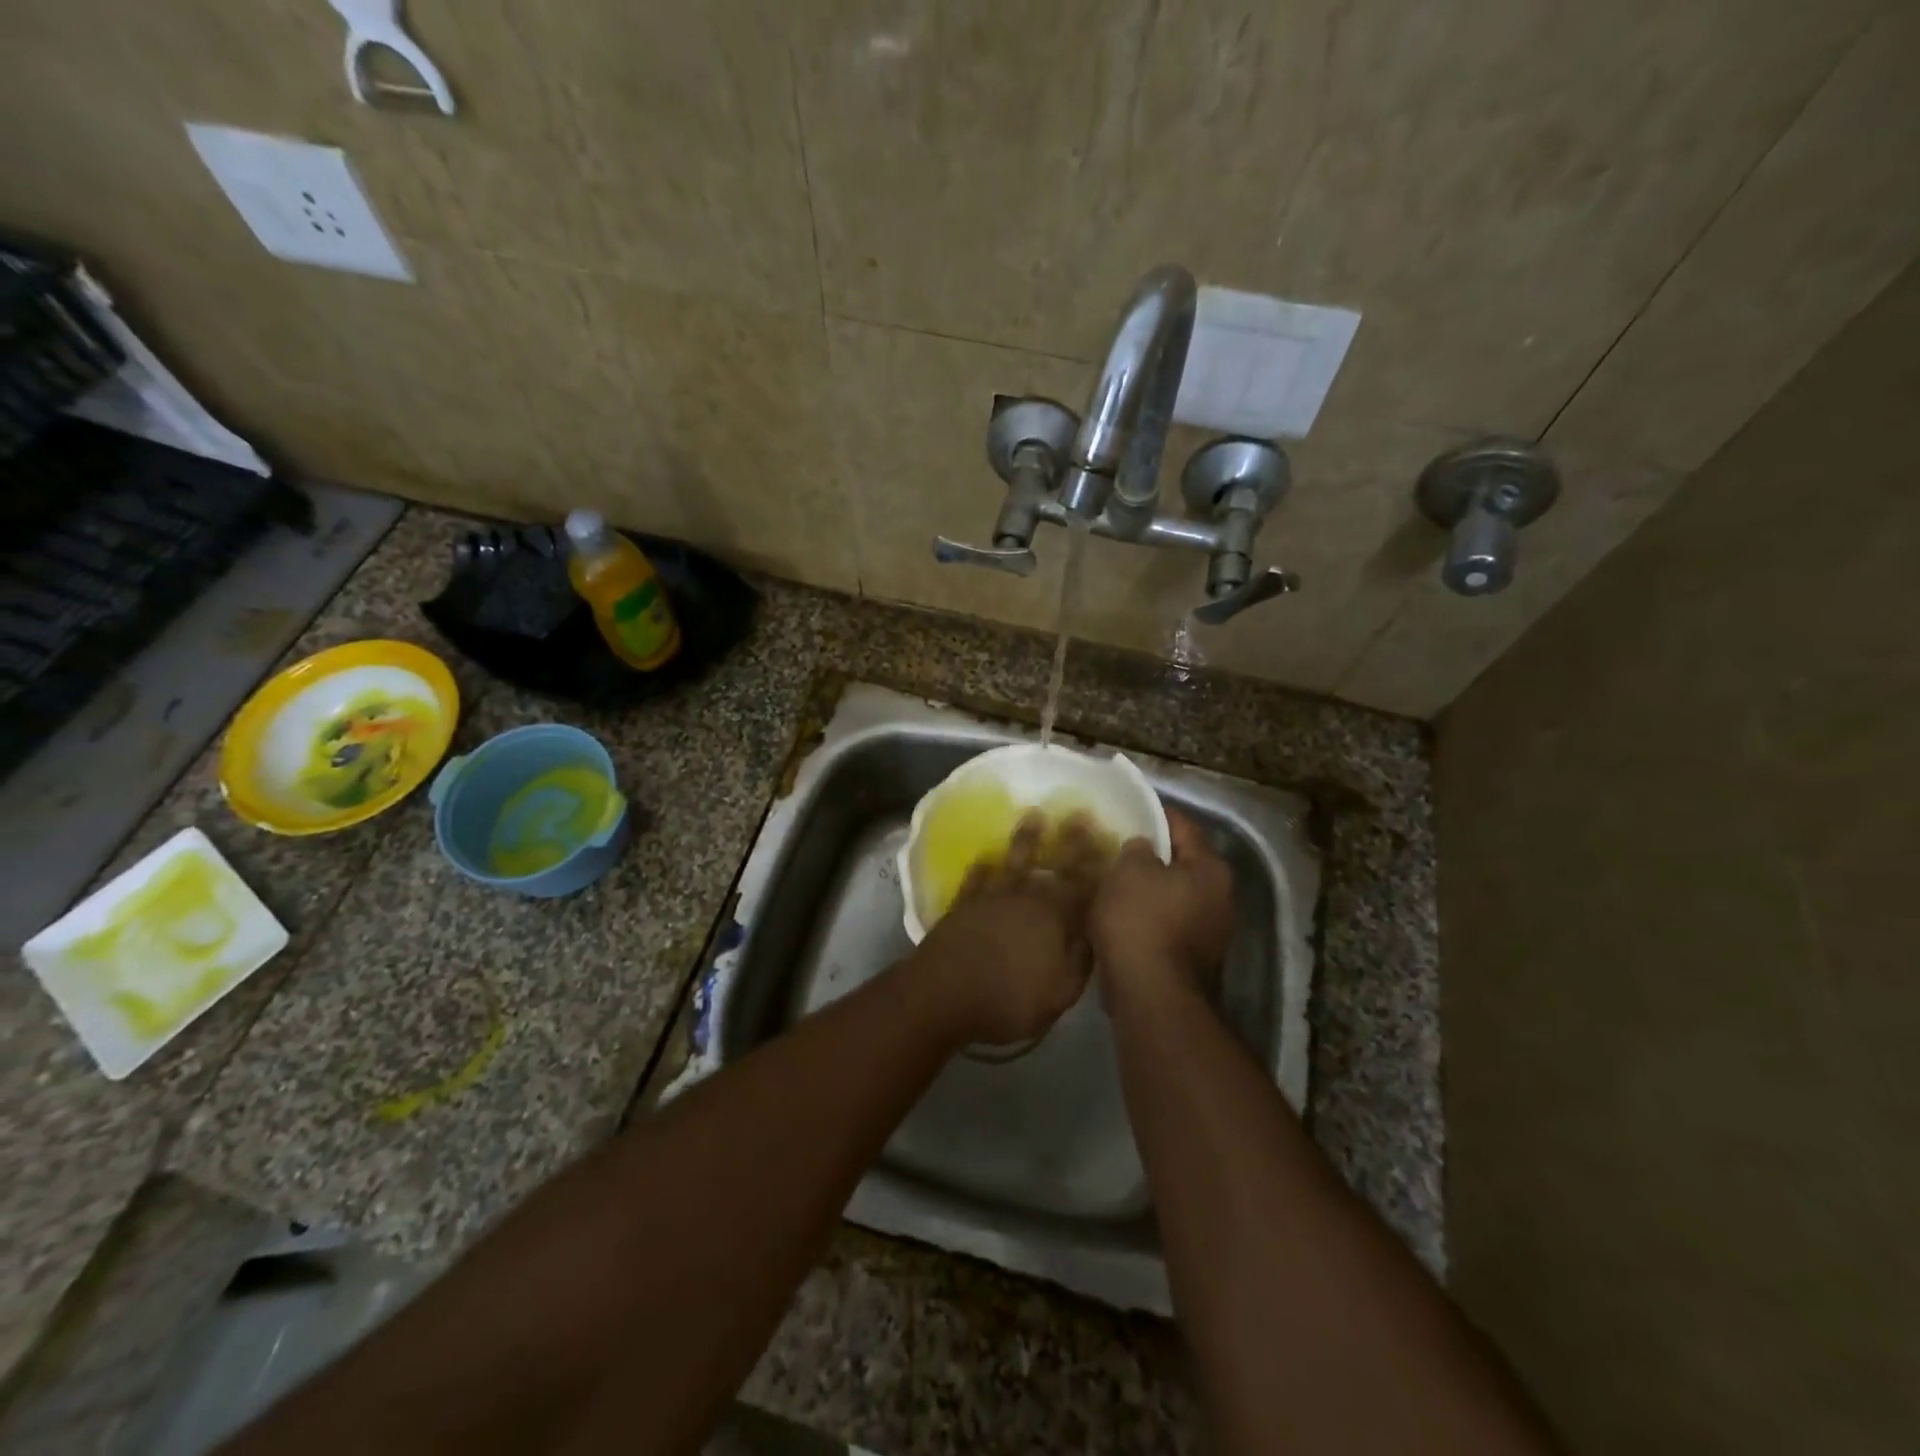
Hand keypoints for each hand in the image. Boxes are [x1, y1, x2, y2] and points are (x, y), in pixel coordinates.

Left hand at [913, 813, 1105, 1047]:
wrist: (943, 993)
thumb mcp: (1059, 992)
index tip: (1109, 838)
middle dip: (1069, 842)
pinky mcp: (962, 906)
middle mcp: (1025, 900)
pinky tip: (985, 857)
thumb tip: (1095, 932)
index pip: (1083, 886)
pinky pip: (976, 880)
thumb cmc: (1008, 999)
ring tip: (1033, 815)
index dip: (1097, 865)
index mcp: (1054, 919)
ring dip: (1026, 840)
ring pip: (1014, 863)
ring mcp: (991, 899)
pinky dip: (982, 867)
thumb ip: (1081, 960)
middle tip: (1079, 814)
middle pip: (1053, 867)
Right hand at [1090, 808, 1234, 1009]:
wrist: (1150, 994)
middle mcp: (1222, 898)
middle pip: (1184, 864)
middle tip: (1120, 847)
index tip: (1131, 810)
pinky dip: (1150, 917)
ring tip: (1117, 882)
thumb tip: (1143, 848)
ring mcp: (1212, 932)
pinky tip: (1123, 916)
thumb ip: (1137, 848)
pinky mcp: (1195, 959)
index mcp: (1211, 869)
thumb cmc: (1140, 920)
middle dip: (1154, 856)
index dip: (1156, 814)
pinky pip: (1169, 924)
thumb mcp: (1129, 870)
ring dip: (1151, 889)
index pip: (1184, 827)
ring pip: (1176, 896)